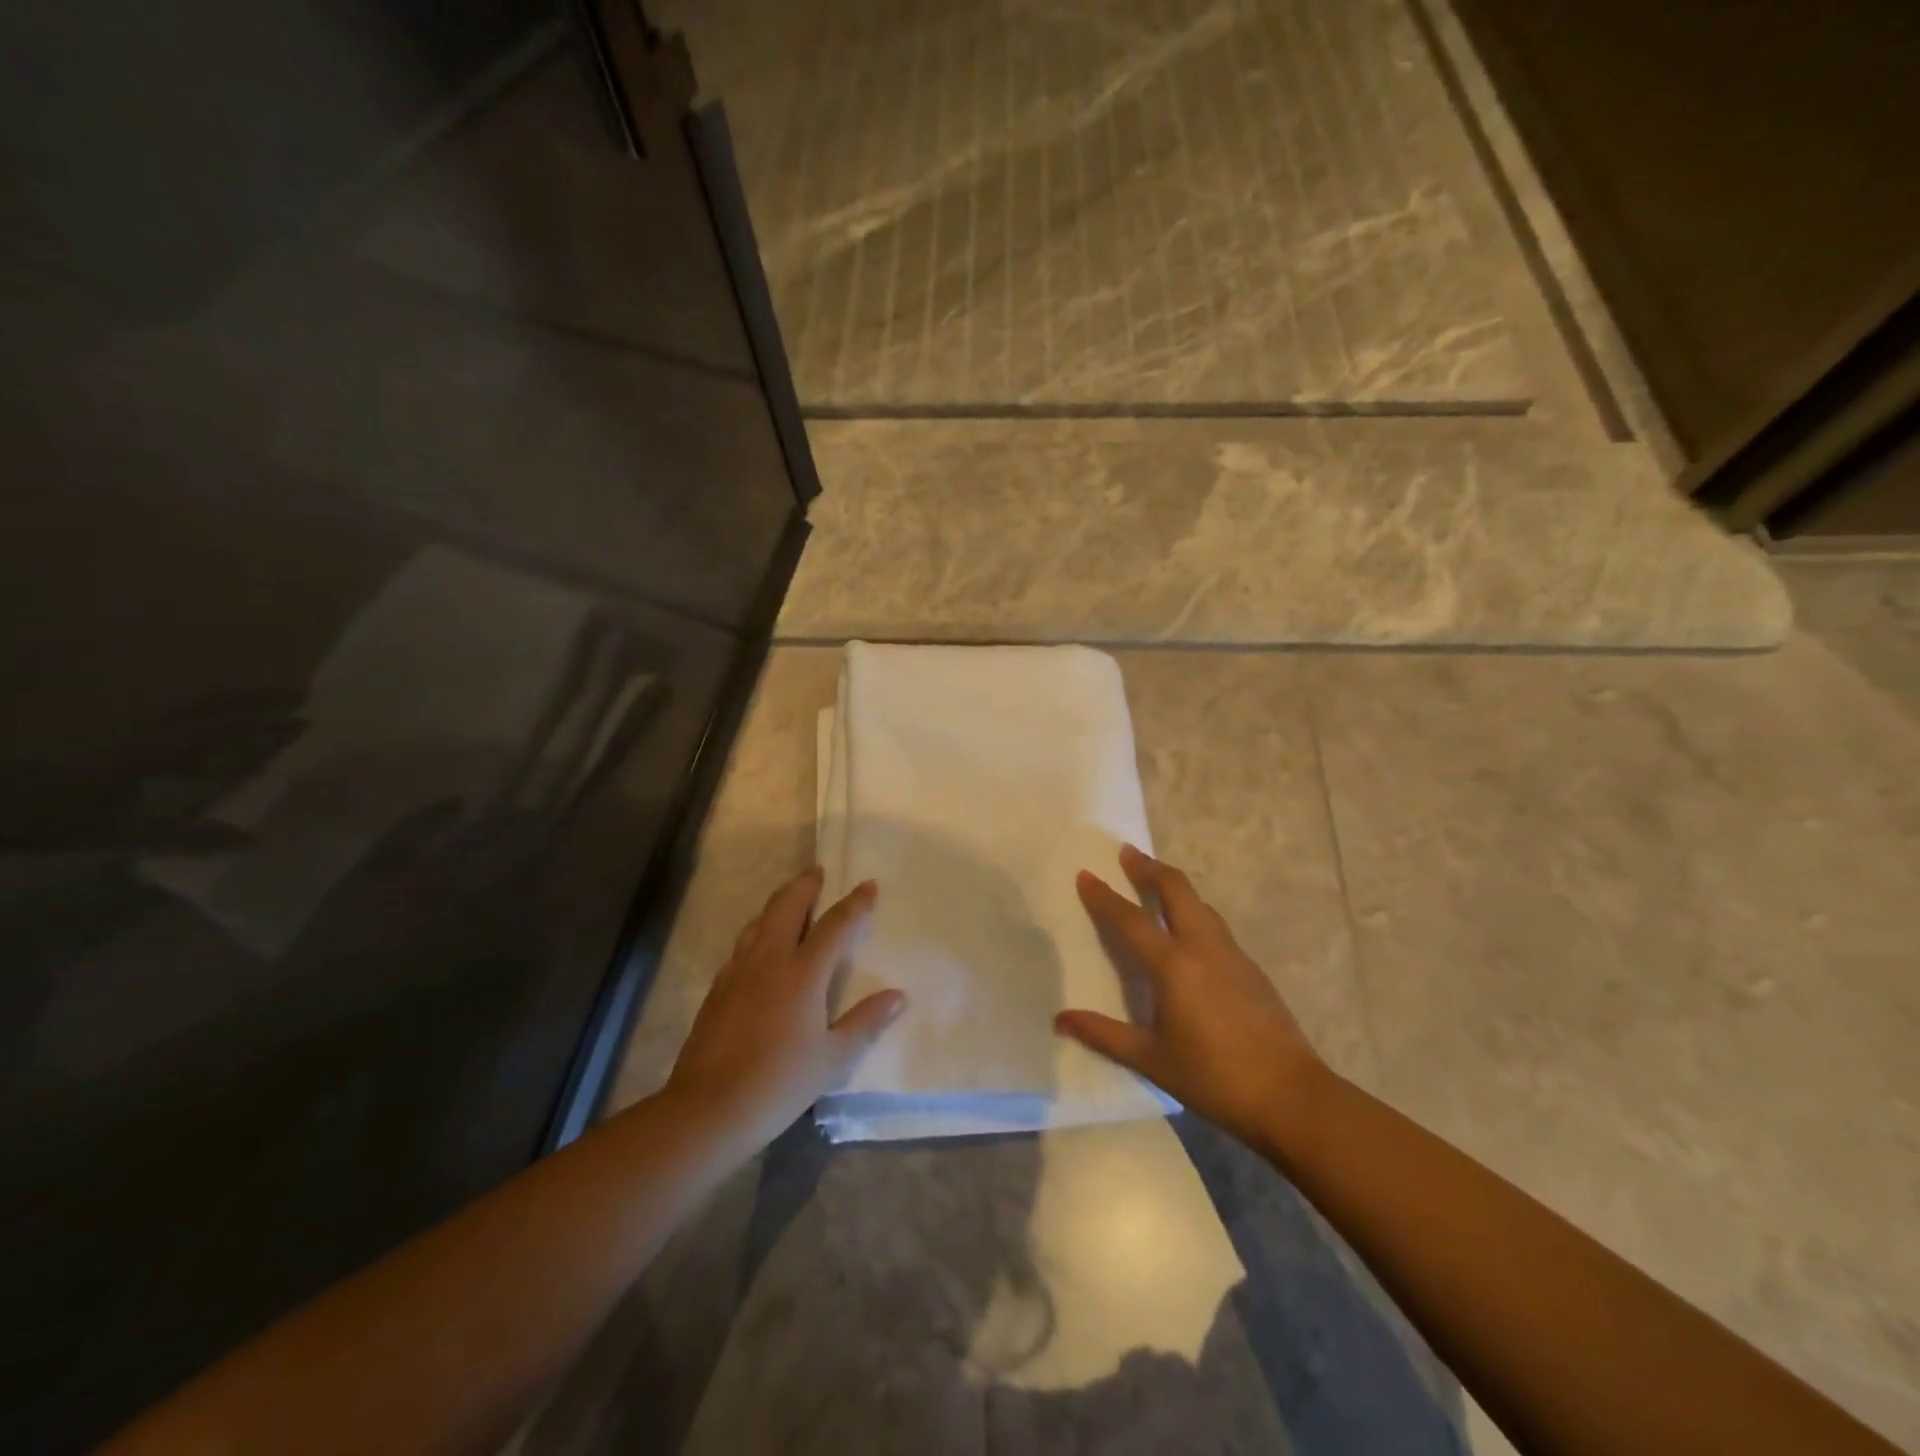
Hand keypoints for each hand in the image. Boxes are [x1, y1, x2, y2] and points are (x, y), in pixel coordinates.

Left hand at [666, 868, 903, 1152]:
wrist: (708, 1108)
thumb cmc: (779, 1083)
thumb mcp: (832, 1059)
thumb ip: (865, 1022)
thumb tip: (897, 996)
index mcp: (802, 973)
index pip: (835, 925)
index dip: (854, 903)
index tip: (868, 884)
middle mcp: (769, 960)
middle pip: (787, 907)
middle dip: (805, 885)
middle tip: (818, 872)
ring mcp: (738, 972)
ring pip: (759, 921)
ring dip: (779, 903)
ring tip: (791, 900)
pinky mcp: (718, 988)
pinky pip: (742, 944)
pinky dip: (758, 931)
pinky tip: (760, 945)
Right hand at [1056, 845, 1327, 1149]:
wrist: (1291, 1096)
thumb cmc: (1214, 1078)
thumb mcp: (1152, 1060)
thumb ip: (1104, 1035)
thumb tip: (1061, 1020)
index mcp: (1173, 965)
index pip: (1130, 920)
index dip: (1104, 896)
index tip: (1085, 874)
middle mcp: (1203, 948)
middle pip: (1176, 890)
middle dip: (1150, 868)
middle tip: (1128, 854)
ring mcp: (1233, 955)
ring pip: (1200, 904)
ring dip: (1175, 887)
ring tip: (1156, 884)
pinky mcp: (1252, 969)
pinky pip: (1216, 926)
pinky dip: (1195, 912)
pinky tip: (1191, 932)